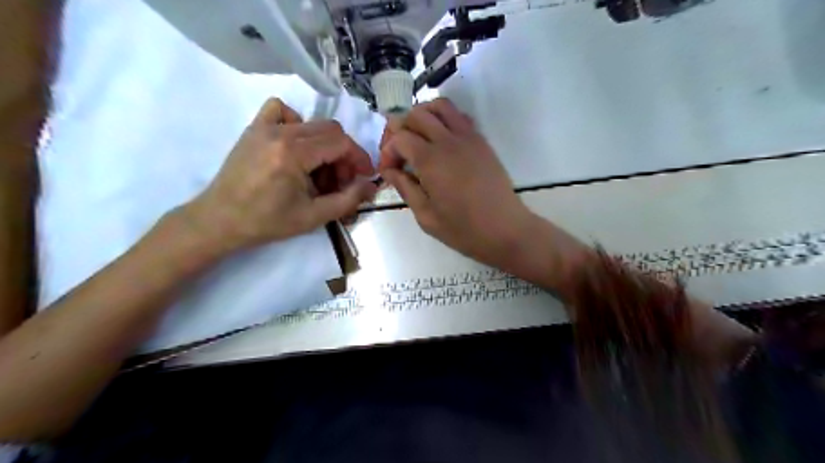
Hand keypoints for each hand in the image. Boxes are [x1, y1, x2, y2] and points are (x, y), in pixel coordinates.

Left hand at [184, 98, 375, 254]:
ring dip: (324, 144)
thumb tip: (372, 186)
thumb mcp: (314, 217)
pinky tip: (295, 146)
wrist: (221, 220)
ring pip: (311, 123)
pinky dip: (296, 124)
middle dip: (344, 154)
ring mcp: (264, 127)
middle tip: (341, 180)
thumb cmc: (267, 222)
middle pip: (330, 130)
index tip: (364, 176)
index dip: (359, 158)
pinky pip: (281, 111)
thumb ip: (348, 200)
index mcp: (294, 154)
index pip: (340, 143)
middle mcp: (280, 133)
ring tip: (318, 171)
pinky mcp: (254, 128)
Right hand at [379, 100, 534, 268]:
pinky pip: (460, 116)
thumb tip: (389, 171)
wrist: (505, 229)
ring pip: (440, 106)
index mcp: (430, 160)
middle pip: (416, 114)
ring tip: (418, 137)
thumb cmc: (463, 229)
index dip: (388, 152)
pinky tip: (441, 141)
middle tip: (399, 152)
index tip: (389, 171)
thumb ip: (405, 188)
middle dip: (400, 129)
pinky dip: (444, 119)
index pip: (399, 137)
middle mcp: (448, 141)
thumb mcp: (426, 216)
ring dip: (423, 115)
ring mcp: (468, 137)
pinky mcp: (481, 141)